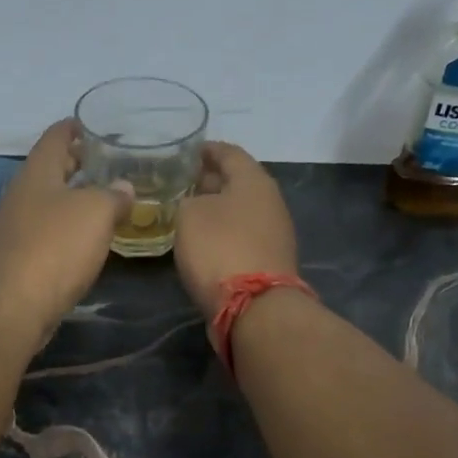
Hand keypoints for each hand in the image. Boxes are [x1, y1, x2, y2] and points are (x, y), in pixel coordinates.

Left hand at [0, 119, 130, 343]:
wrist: (14, 308)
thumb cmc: (55, 248)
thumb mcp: (96, 213)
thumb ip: (114, 196)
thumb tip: (124, 188)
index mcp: (36, 173)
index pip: (55, 137)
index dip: (75, 127)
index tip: (96, 124)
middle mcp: (22, 195)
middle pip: (51, 169)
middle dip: (79, 163)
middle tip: (111, 162)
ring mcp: (17, 227)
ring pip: (50, 201)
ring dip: (76, 197)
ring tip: (108, 198)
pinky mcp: (20, 257)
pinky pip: (49, 230)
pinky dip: (70, 226)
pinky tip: (90, 237)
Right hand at [173, 142, 298, 317]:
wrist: (254, 307)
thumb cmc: (219, 248)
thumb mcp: (189, 215)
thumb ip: (188, 201)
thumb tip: (196, 205)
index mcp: (254, 180)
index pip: (229, 153)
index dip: (207, 150)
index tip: (187, 151)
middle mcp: (270, 201)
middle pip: (238, 182)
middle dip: (210, 180)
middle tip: (182, 182)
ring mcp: (274, 233)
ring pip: (240, 210)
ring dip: (217, 209)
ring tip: (188, 211)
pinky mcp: (269, 261)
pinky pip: (242, 235)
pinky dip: (223, 232)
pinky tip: (203, 240)